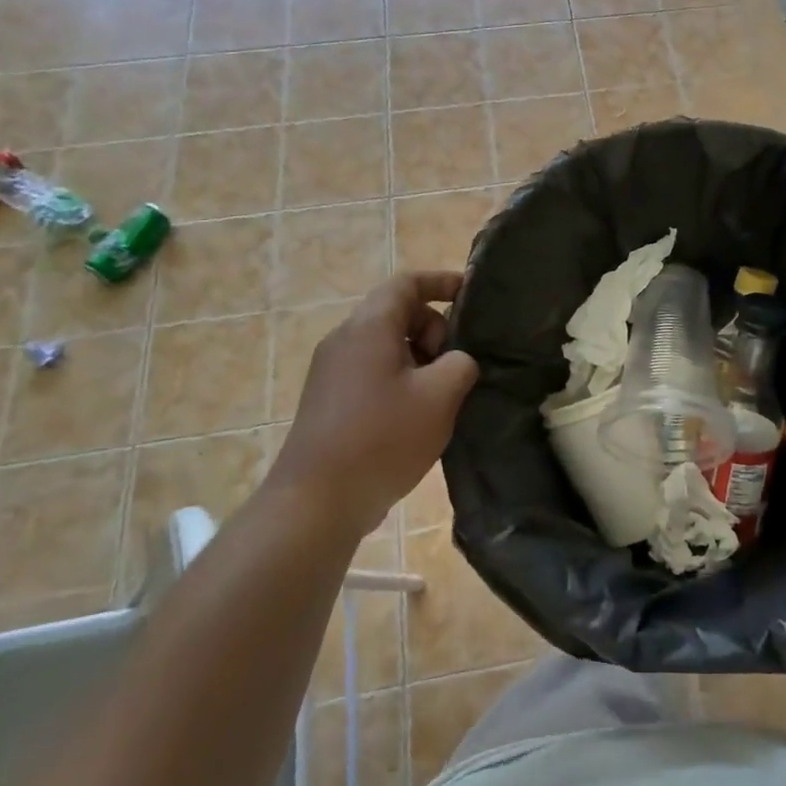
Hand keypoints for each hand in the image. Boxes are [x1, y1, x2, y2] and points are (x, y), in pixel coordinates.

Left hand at [267, 271, 478, 536]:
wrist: (316, 503)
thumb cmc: (383, 438)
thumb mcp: (440, 396)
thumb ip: (461, 364)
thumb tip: (456, 362)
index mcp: (369, 327)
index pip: (406, 283)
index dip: (441, 281)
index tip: (470, 294)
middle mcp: (344, 340)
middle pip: (396, 314)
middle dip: (434, 330)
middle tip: (455, 365)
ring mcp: (331, 373)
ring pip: (386, 346)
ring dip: (419, 359)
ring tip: (440, 396)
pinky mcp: (328, 402)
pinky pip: (372, 373)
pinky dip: (400, 380)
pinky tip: (416, 417)